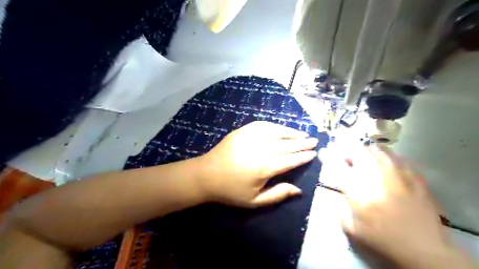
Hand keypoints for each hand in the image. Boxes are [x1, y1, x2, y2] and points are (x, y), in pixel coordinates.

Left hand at [194, 121, 316, 207]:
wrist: (206, 175)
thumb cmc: (230, 191)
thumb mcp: (254, 201)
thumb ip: (278, 194)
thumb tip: (298, 190)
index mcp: (264, 167)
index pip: (290, 160)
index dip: (303, 156)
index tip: (314, 153)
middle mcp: (260, 149)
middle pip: (287, 144)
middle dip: (302, 143)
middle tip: (314, 141)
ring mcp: (250, 137)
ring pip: (277, 132)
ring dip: (292, 132)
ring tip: (303, 134)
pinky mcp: (242, 131)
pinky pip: (263, 125)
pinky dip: (275, 126)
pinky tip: (282, 128)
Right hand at [321, 146, 459, 267]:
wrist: (424, 248)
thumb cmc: (382, 238)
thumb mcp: (350, 226)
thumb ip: (338, 203)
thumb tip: (334, 187)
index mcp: (357, 189)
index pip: (336, 164)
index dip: (327, 155)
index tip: (323, 152)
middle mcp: (375, 174)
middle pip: (355, 149)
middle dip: (345, 150)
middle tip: (344, 158)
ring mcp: (396, 171)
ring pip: (374, 148)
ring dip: (363, 152)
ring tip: (362, 160)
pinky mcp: (413, 173)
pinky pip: (393, 154)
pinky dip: (382, 156)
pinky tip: (382, 165)